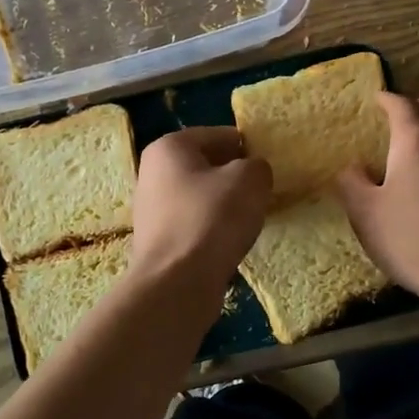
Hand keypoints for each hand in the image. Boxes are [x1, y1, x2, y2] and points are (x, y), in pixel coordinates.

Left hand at [130, 127, 271, 288]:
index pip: (219, 135)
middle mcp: (152, 172)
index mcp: (169, 147)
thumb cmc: (212, 218)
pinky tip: (229, 241)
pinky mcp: (157, 240)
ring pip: (200, 196)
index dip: (248, 148)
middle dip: (234, 176)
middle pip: (206, 165)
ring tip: (248, 219)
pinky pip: (194, 222)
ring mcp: (151, 208)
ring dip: (224, 204)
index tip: (268, 167)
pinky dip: (212, 228)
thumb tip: (252, 173)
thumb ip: (257, 166)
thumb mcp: (250, 180)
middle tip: (261, 192)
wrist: (177, 282)